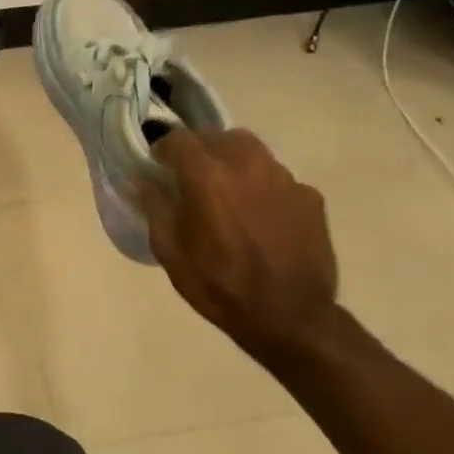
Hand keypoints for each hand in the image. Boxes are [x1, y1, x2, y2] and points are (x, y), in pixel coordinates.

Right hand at [134, 129, 339, 359]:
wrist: (290, 317)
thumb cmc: (218, 285)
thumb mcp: (170, 251)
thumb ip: (155, 208)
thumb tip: (143, 180)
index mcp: (208, 178)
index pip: (179, 139)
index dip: (163, 149)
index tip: (156, 166)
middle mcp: (248, 167)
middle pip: (219, 137)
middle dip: (200, 150)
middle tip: (189, 176)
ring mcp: (285, 180)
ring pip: (252, 152)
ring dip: (232, 163)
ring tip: (225, 193)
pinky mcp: (310, 197)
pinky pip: (277, 178)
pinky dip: (260, 186)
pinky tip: (257, 215)